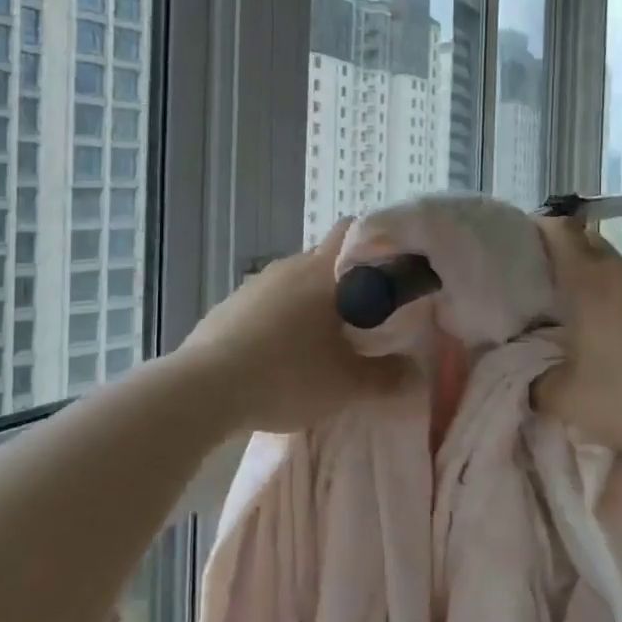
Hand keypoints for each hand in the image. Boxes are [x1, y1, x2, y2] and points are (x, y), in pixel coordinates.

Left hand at [177, 219, 410, 433]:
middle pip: (325, 259)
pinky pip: (267, 303)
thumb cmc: (286, 375)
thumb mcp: (346, 385)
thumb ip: (387, 377)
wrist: (204, 388)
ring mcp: (254, 284)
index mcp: (321, 271)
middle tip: (366, 317)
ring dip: (311, 303)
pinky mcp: (228, 306)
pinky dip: (280, 319)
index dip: (377, 246)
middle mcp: (288, 266)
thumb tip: (416, 373)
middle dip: (346, 281)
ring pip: (294, 282)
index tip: (393, 273)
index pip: (354, 233)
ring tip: (323, 340)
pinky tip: (281, 353)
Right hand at [532, 218, 621, 466]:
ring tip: (595, 333)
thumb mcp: (569, 401)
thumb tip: (535, 381)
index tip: (522, 246)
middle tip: (548, 295)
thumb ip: (539, 384)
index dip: (539, 231)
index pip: (560, 232)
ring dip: (607, 297)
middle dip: (570, 265)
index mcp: (592, 282)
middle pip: (593, 251)